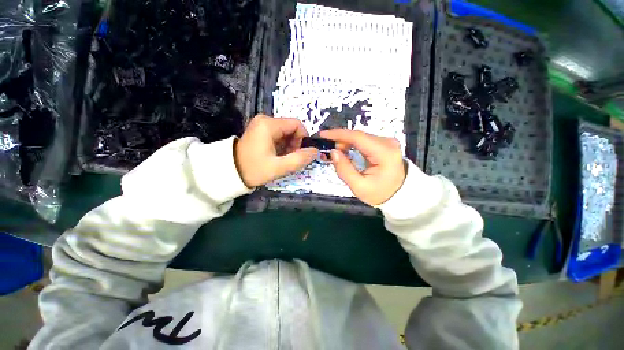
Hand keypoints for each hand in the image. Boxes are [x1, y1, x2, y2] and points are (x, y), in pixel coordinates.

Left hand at [235, 115, 317, 186]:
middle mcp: (265, 120)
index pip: (297, 124)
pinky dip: (282, 145)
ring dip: (289, 145)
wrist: (230, 173)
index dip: (303, 139)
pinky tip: (277, 156)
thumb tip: (315, 151)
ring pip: (285, 132)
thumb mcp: (279, 167)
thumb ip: (299, 159)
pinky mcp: (259, 130)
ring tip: (283, 159)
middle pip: (291, 128)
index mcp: (269, 125)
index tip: (299, 153)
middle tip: (290, 158)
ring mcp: (261, 125)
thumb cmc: (254, 169)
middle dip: (295, 144)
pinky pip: (278, 135)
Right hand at [320, 129, 405, 205]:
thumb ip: (344, 170)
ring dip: (345, 142)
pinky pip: (363, 140)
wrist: (399, 194)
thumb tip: (333, 152)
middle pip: (358, 135)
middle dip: (340, 140)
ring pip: (360, 137)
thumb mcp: (359, 187)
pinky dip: (351, 144)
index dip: (339, 134)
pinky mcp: (383, 144)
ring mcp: (386, 142)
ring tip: (336, 153)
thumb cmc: (379, 193)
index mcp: (384, 153)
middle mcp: (387, 142)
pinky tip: (345, 151)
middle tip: (328, 149)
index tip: (323, 135)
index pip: (358, 137)